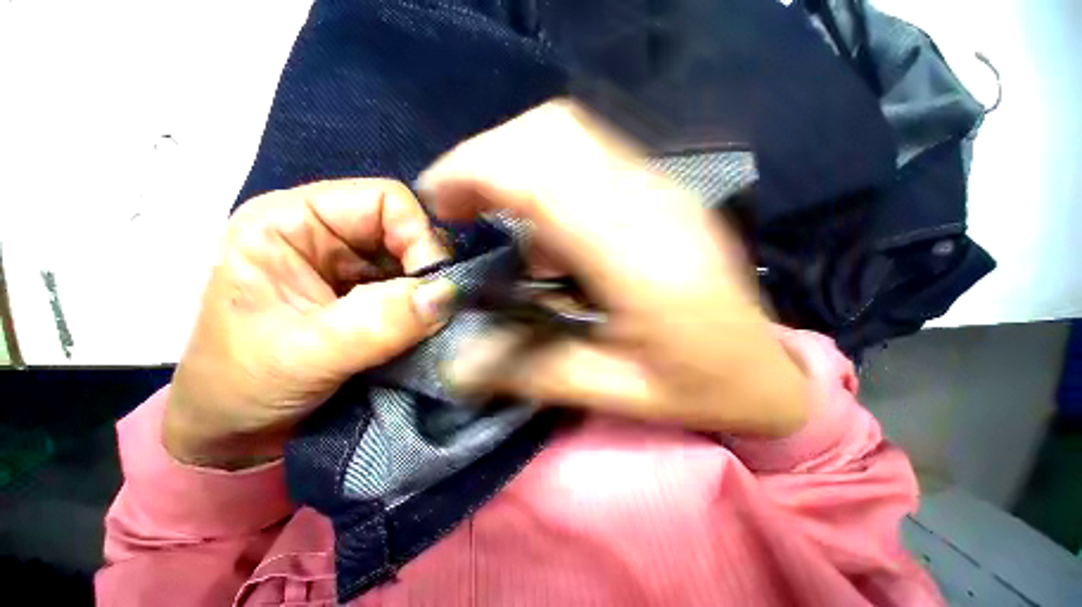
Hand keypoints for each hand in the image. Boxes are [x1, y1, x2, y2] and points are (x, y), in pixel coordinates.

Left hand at [164, 179, 454, 468]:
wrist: (235, 433)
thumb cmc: (242, 388)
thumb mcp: (306, 354)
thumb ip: (381, 322)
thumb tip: (449, 295)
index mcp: (291, 223)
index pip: (385, 201)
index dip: (419, 238)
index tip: (436, 288)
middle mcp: (326, 235)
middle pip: (407, 231)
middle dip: (429, 272)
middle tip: (438, 312)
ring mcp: (349, 268)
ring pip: (417, 263)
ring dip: (430, 294)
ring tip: (430, 326)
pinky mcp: (366, 296)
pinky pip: (415, 291)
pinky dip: (427, 310)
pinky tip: (424, 331)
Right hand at [420, 101, 808, 436]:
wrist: (763, 369)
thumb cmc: (697, 385)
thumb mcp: (613, 390)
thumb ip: (533, 369)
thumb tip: (459, 361)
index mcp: (640, 258)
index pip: (544, 174)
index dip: (476, 172)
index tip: (439, 200)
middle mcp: (654, 204)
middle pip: (555, 133)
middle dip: (488, 157)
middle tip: (457, 204)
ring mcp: (664, 189)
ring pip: (571, 134)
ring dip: (513, 160)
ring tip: (488, 209)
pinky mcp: (663, 191)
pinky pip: (589, 154)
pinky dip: (543, 172)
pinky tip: (539, 224)